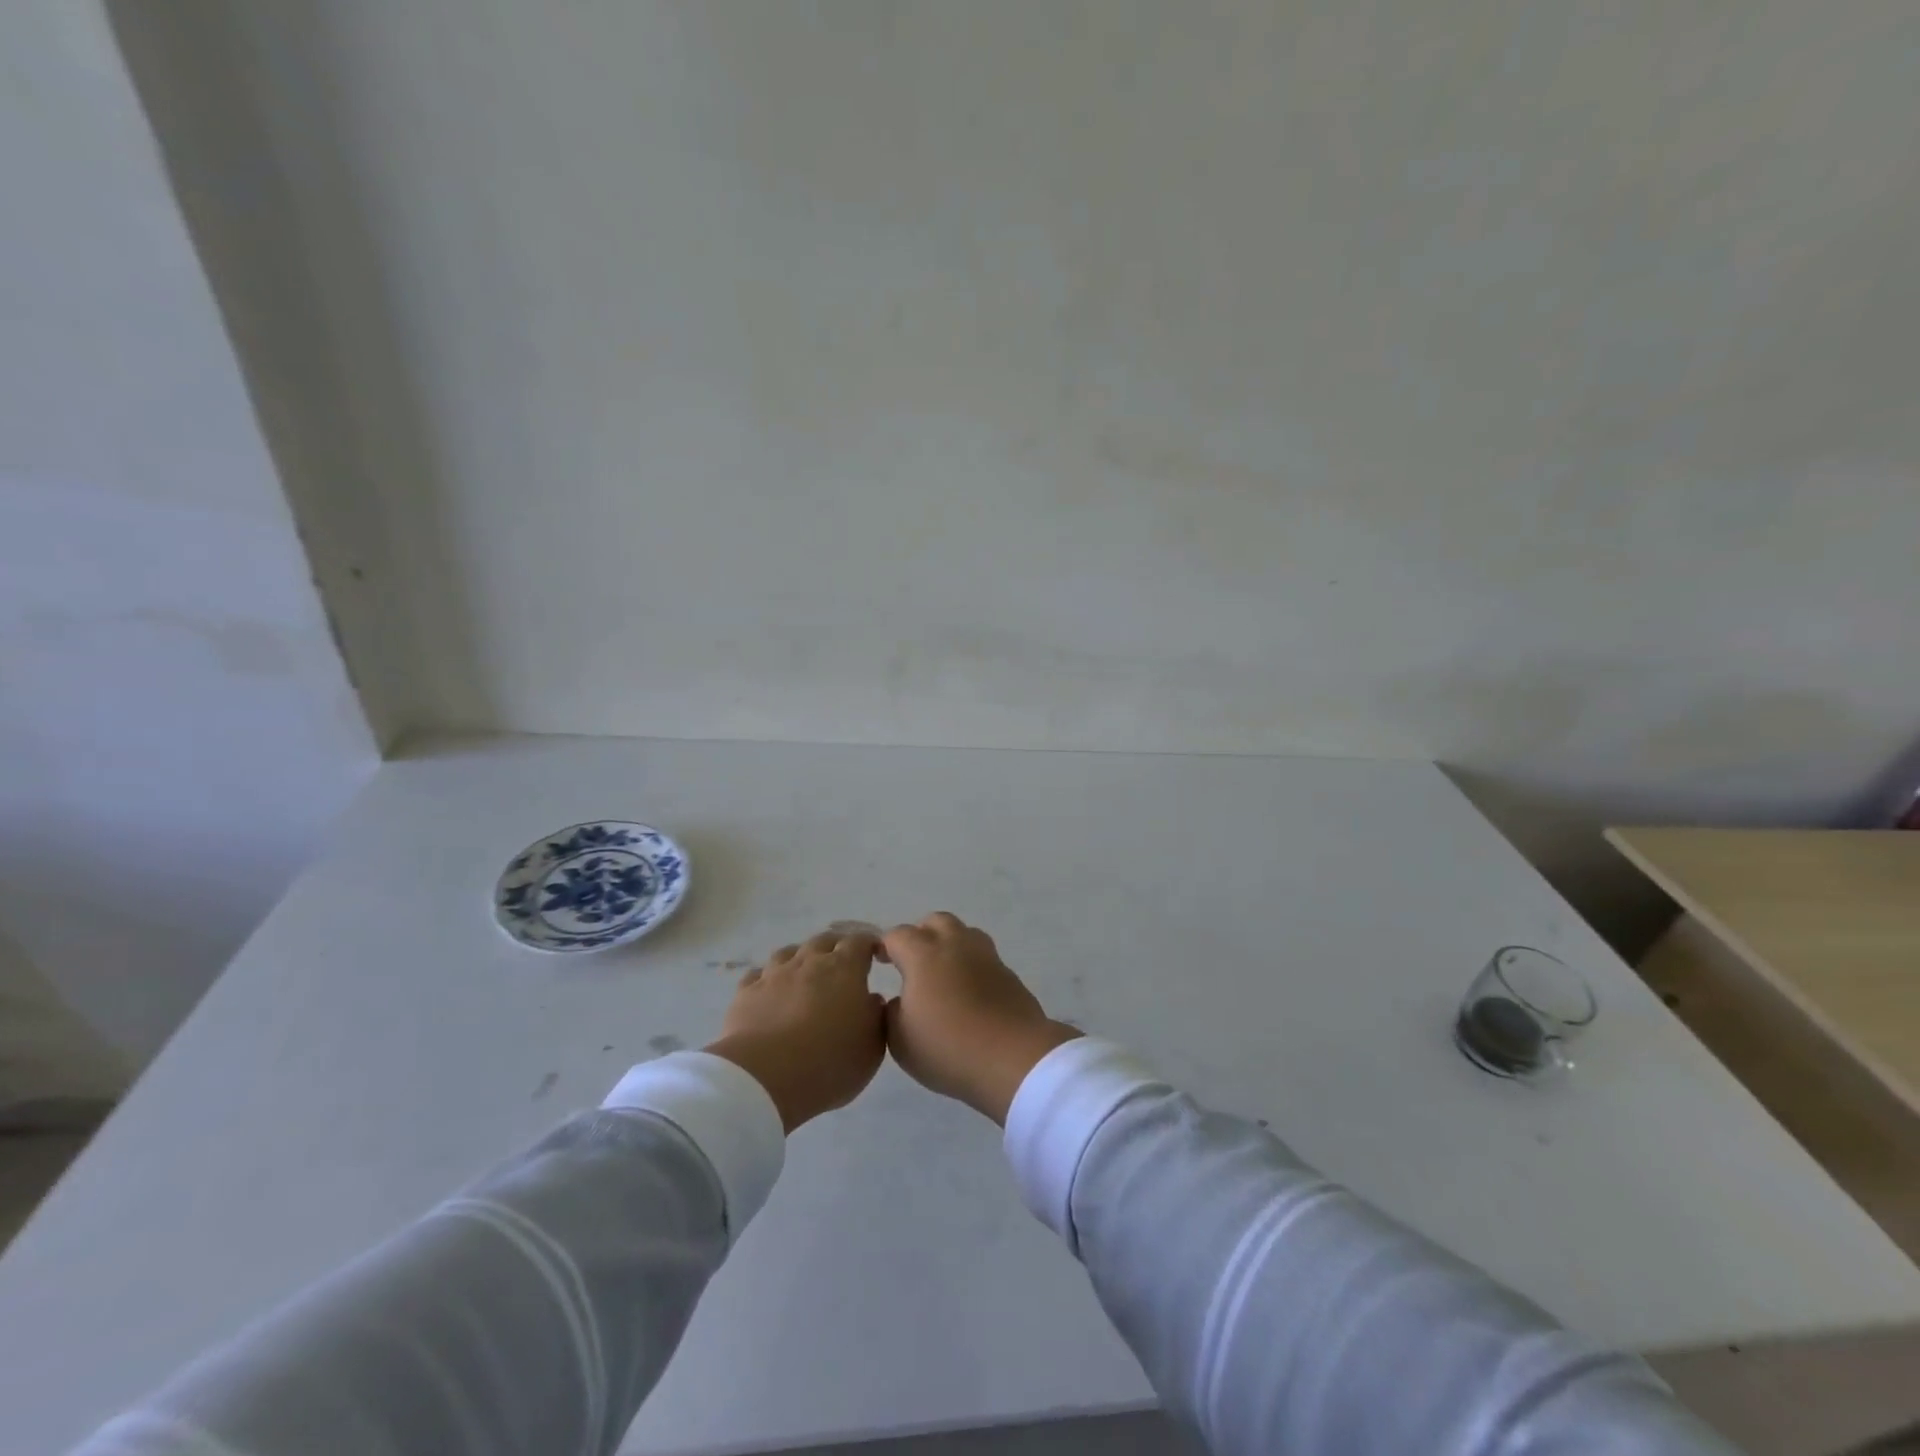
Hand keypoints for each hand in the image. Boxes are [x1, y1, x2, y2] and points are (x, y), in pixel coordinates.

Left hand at [706, 930, 886, 1132]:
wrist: (764, 1079)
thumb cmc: (828, 1061)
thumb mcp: (871, 1047)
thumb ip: (876, 1017)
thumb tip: (871, 1000)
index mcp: (844, 968)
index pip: (860, 941)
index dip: (870, 945)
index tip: (876, 956)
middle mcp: (809, 962)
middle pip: (824, 940)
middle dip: (836, 948)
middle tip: (842, 966)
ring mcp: (774, 975)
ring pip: (789, 952)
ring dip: (801, 958)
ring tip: (804, 975)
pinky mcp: (746, 993)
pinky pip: (758, 975)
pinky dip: (768, 978)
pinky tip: (770, 992)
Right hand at [880, 913, 1079, 1124]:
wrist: (1013, 1057)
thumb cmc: (948, 1047)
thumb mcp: (900, 1040)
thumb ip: (891, 1014)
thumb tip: (897, 1001)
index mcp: (924, 955)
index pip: (898, 935)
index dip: (886, 945)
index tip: (880, 962)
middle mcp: (956, 945)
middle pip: (936, 922)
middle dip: (921, 935)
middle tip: (913, 963)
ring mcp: (986, 956)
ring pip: (965, 933)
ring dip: (950, 945)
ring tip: (943, 973)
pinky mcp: (1008, 973)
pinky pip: (984, 958)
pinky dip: (972, 966)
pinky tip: (968, 991)